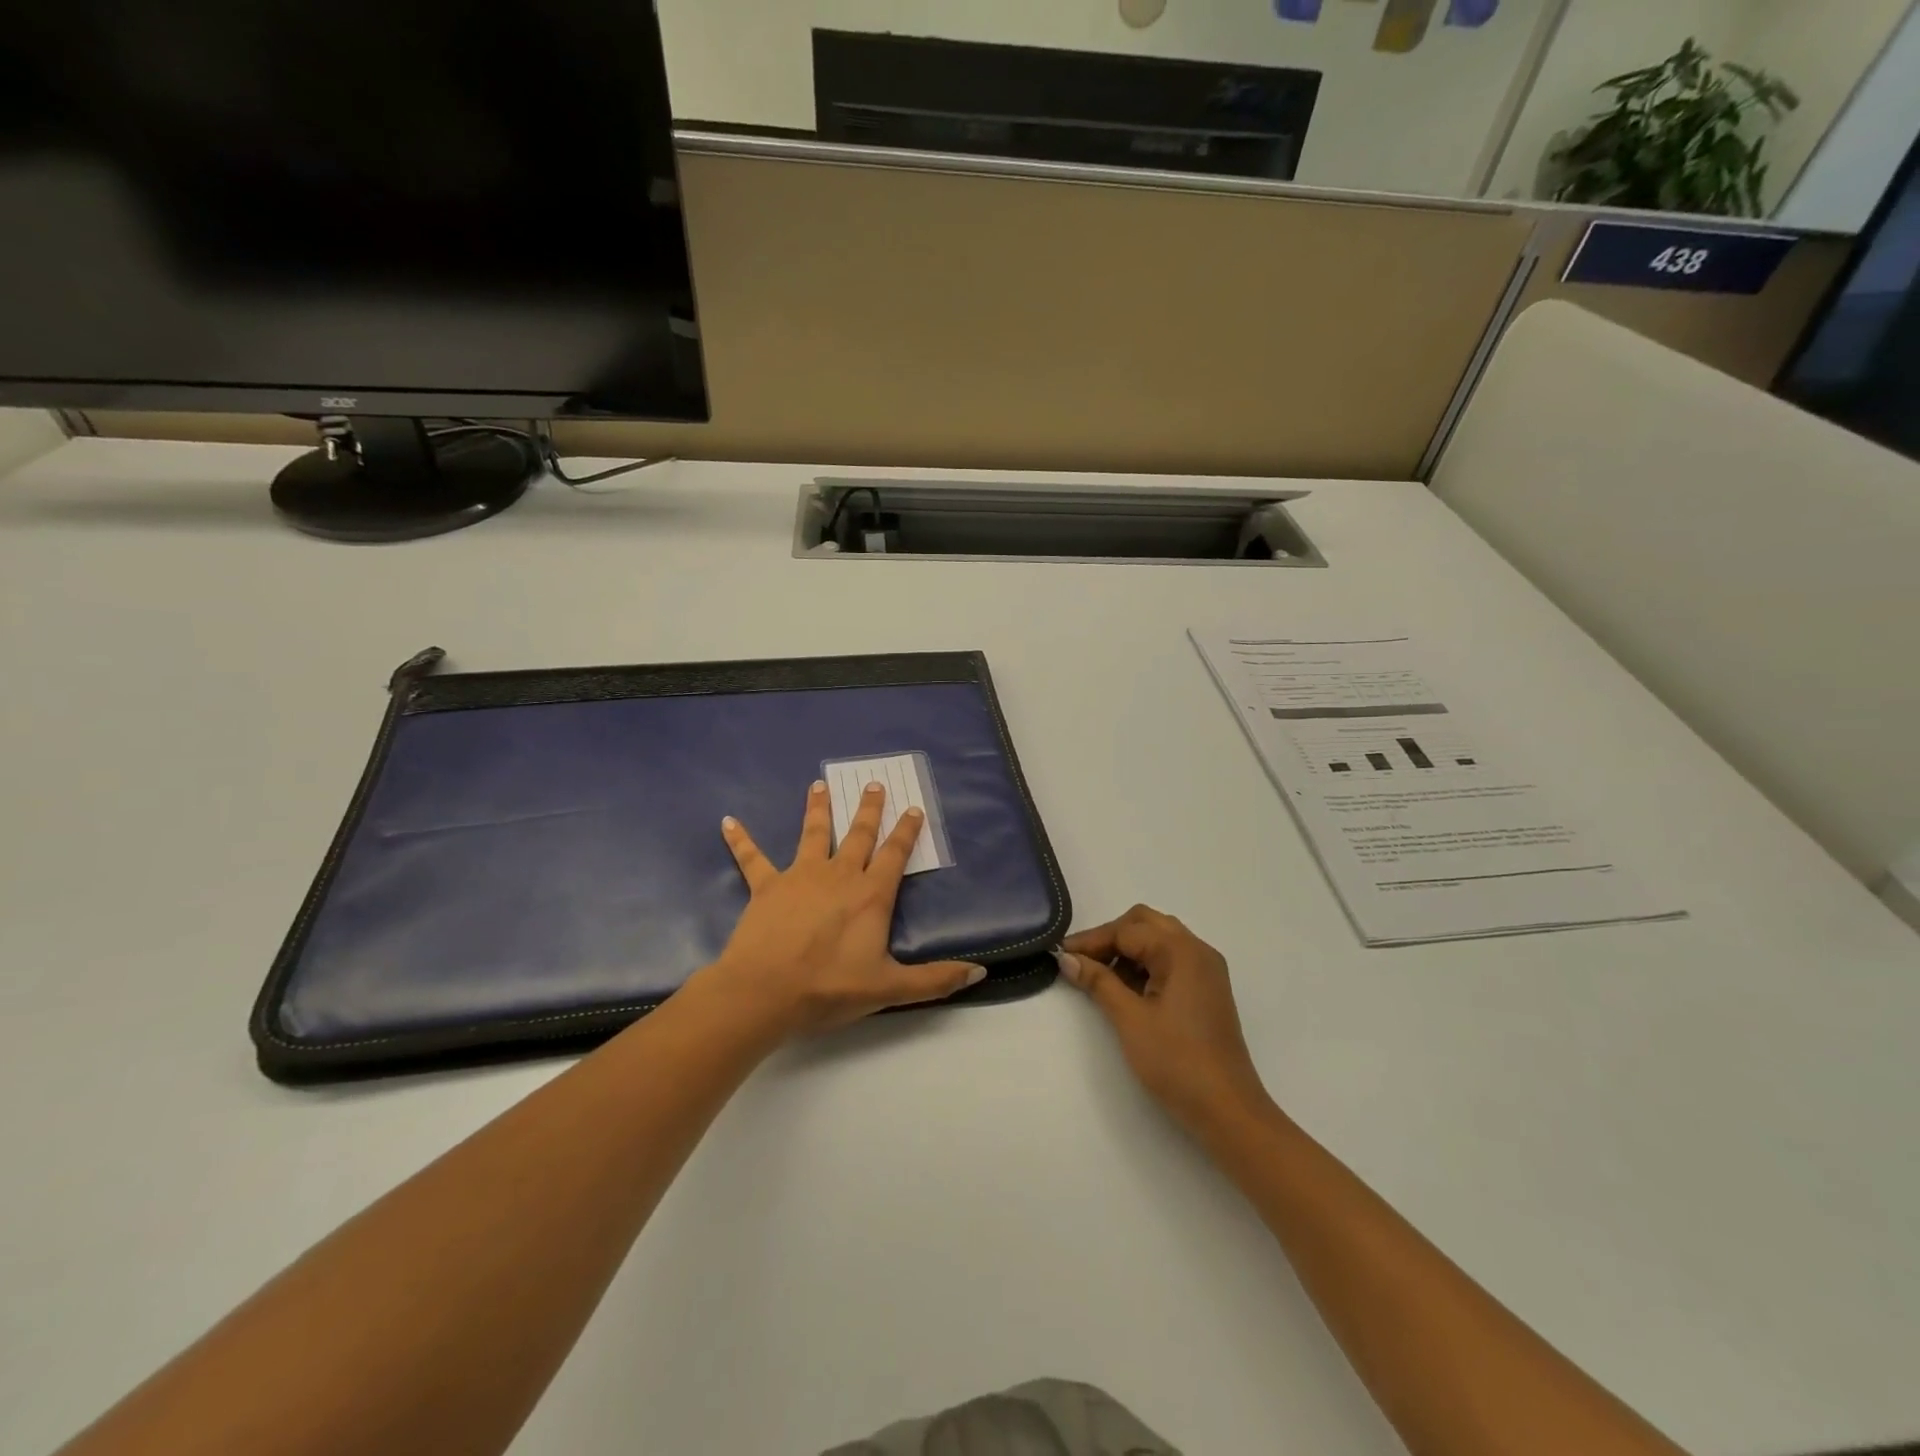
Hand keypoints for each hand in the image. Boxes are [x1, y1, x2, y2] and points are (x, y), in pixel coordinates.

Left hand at [704, 780, 985, 1037]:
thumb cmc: (829, 988)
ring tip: (818, 785)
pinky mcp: (766, 887)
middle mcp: (838, 875)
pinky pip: (752, 859)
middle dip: (868, 809)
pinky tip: (728, 822)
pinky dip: (741, 840)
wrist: (764, 992)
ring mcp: (799, 876)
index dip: (906, 831)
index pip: (894, 855)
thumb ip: (935, 980)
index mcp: (870, 895)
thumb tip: (979, 972)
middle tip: (872, 783)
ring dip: (817, 809)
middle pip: (858, 835)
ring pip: (813, 834)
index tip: (913, 807)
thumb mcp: (889, 989)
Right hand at [1058, 905, 1272, 1134]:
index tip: (1061, 954)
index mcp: (1181, 951)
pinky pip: (1171, 961)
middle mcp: (1197, 950)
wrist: (1227, 1110)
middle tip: (1082, 961)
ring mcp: (1206, 970)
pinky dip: (1145, 966)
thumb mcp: (1130, 1019)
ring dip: (1128, 951)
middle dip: (1111, 938)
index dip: (1091, 940)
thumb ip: (1098, 982)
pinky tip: (1127, 990)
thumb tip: (1067, 959)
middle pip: (1146, 924)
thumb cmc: (1177, 1061)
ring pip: (1159, 941)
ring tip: (1100, 977)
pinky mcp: (1207, 990)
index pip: (1127, 930)